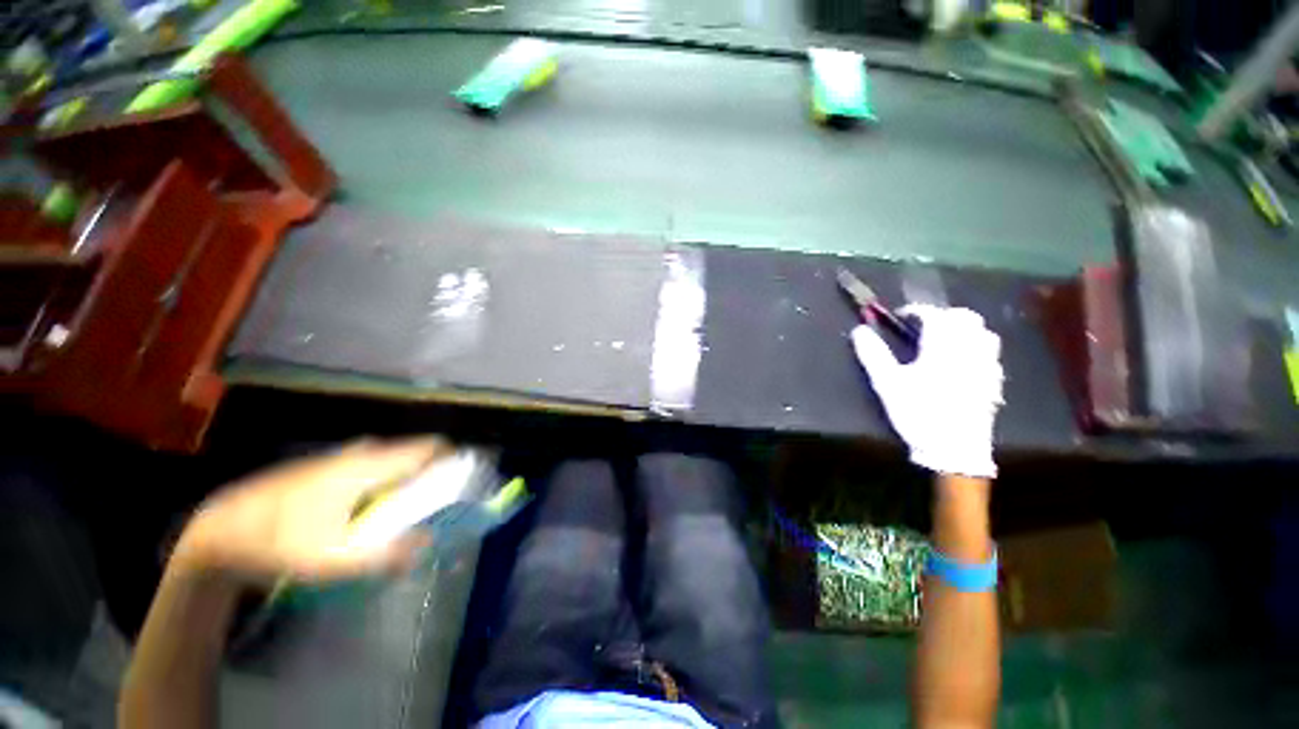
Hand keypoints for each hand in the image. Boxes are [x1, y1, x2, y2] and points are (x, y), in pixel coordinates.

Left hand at [172, 437, 446, 582]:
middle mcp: (357, 455)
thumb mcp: (332, 560)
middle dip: (431, 470)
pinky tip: (371, 507)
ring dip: (408, 476)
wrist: (218, 532)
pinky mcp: (324, 468)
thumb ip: (384, 555)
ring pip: (390, 459)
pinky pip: (371, 466)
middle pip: (411, 452)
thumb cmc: (277, 544)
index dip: (451, 457)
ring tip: (411, 504)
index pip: (425, 448)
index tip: (466, 476)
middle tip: (440, 498)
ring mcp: (338, 458)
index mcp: (365, 467)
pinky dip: (385, 479)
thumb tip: (428, 544)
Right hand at [852, 305, 1002, 477]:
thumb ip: (873, 355)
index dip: (917, 311)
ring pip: (984, 333)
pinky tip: (963, 362)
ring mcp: (986, 366)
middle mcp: (969, 351)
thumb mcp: (887, 384)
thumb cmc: (917, 413)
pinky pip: (991, 354)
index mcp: (943, 348)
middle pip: (966, 318)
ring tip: (946, 341)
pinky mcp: (993, 382)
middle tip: (924, 328)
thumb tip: (859, 330)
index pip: (934, 315)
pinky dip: (976, 348)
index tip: (902, 316)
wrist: (953, 449)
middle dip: (944, 316)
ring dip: (964, 329)